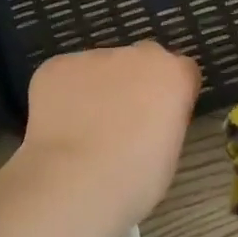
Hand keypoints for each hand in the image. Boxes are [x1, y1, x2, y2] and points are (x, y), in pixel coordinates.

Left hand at [18, 41, 201, 226]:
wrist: (75, 182)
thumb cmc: (135, 178)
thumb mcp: (169, 151)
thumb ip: (164, 120)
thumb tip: (147, 120)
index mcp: (172, 74)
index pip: (182, 71)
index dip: (170, 96)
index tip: (160, 120)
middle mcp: (135, 54)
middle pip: (139, 62)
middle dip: (133, 84)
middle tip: (120, 123)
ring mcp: (91, 57)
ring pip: (98, 69)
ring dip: (96, 89)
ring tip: (82, 129)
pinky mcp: (55, 66)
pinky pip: (65, 76)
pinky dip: (63, 95)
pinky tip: (59, 125)